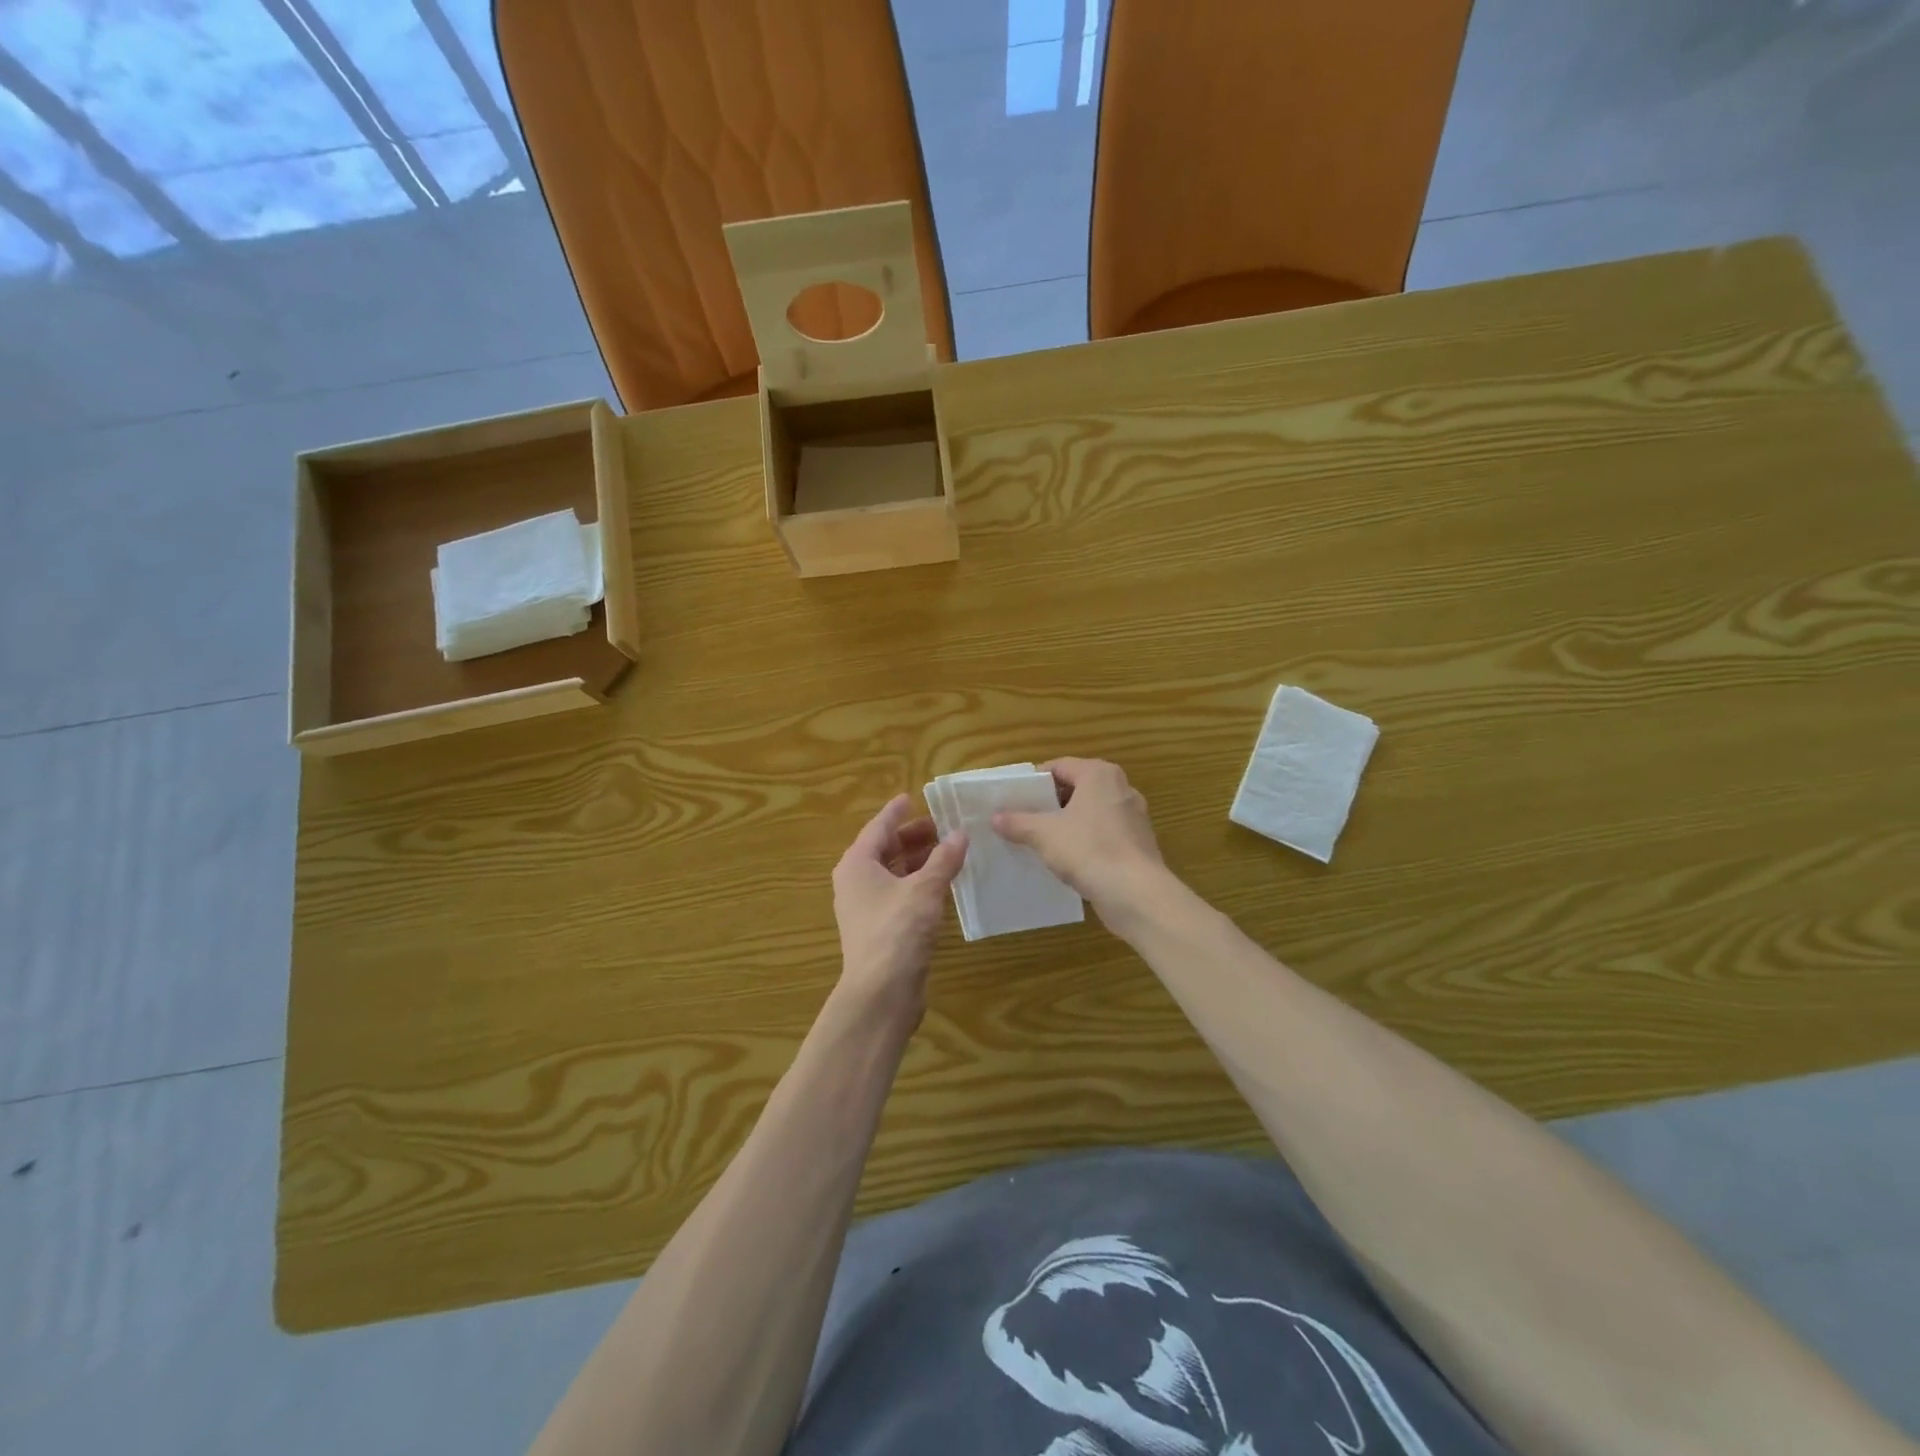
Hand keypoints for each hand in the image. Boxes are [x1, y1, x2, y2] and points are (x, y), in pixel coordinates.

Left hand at [831, 794, 967, 1016]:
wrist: (881, 993)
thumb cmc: (897, 930)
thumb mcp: (925, 889)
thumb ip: (943, 859)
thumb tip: (960, 834)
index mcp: (857, 864)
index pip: (878, 827)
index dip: (896, 812)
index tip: (912, 797)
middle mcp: (856, 882)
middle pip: (885, 850)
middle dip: (913, 837)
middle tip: (943, 827)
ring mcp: (866, 908)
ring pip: (893, 874)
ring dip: (918, 861)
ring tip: (948, 852)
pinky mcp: (879, 930)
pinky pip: (899, 895)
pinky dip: (918, 884)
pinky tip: (942, 884)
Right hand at [992, 758, 1169, 923]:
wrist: (1136, 893)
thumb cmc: (1088, 850)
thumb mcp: (1044, 834)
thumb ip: (1018, 822)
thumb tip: (995, 818)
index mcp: (1099, 774)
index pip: (1059, 766)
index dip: (1035, 781)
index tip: (1015, 799)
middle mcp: (1121, 788)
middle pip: (1077, 788)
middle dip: (1050, 803)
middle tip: (1024, 819)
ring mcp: (1133, 816)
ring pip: (1091, 812)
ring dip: (1068, 823)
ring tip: (1042, 841)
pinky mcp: (1139, 843)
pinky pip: (1105, 833)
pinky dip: (1086, 841)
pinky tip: (1069, 860)